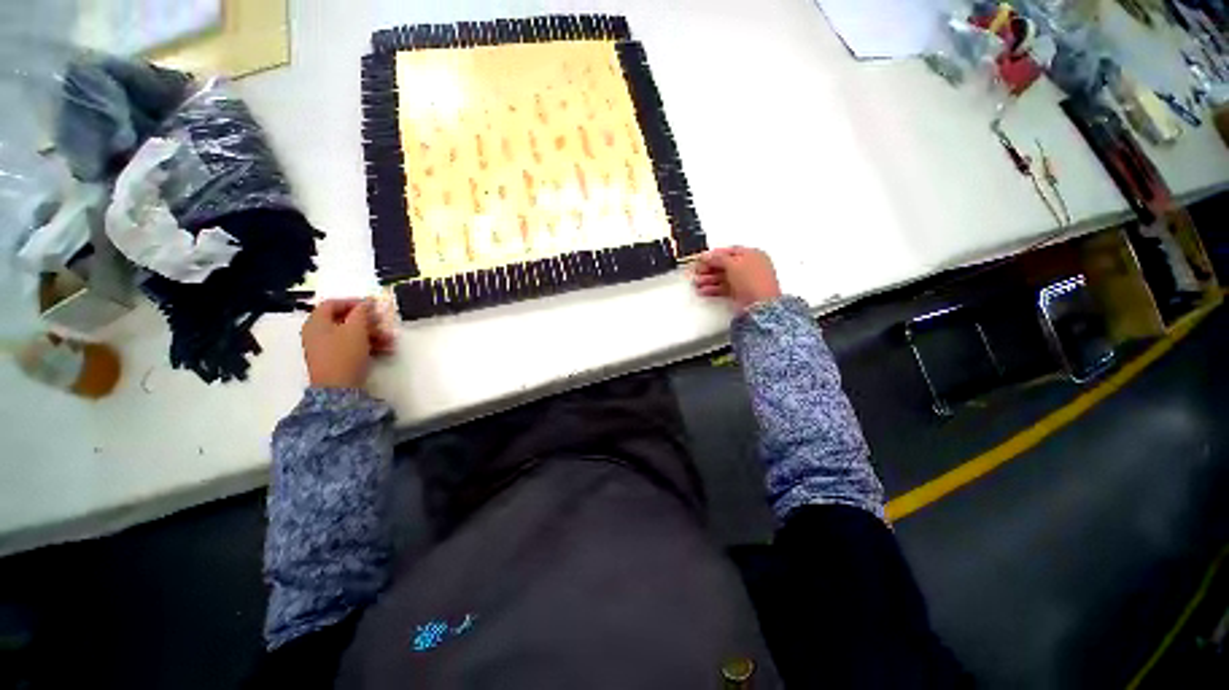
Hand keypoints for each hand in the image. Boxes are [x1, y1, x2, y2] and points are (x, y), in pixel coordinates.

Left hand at [301, 299, 394, 388]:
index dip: (354, 302)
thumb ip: (362, 312)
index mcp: (317, 322)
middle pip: (344, 319)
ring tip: (390, 340)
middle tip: (384, 323)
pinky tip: (386, 350)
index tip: (373, 306)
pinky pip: (352, 346)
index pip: (333, 303)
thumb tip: (367, 301)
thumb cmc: (344, 353)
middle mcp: (317, 333)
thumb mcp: (356, 329)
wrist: (338, 388)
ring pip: (351, 334)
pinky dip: (368, 345)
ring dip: (373, 334)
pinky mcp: (335, 360)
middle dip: (368, 321)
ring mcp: (325, 348)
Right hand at [691, 246, 781, 311]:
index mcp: (753, 254)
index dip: (714, 255)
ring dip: (709, 280)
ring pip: (724, 278)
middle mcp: (751, 267)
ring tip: (697, 283)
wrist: (761, 305)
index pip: (730, 251)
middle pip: (725, 265)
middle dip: (709, 269)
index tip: (701, 259)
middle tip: (697, 272)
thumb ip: (718, 258)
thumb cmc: (752, 280)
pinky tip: (704, 291)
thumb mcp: (733, 264)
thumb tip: (708, 256)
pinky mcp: (742, 294)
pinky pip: (725, 288)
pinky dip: (714, 289)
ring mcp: (746, 281)